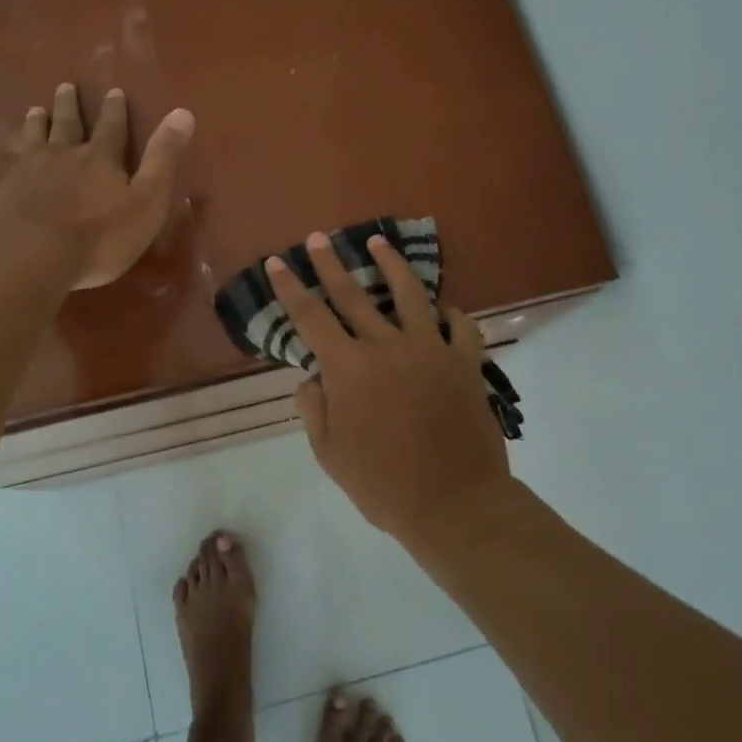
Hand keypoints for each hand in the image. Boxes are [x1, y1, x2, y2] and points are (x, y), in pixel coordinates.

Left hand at [0, 83, 194, 289]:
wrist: (32, 258)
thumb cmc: (98, 237)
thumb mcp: (147, 201)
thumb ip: (164, 158)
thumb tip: (184, 112)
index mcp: (98, 160)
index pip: (111, 129)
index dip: (114, 111)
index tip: (114, 91)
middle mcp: (59, 156)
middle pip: (66, 126)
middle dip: (69, 108)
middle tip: (65, 87)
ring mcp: (22, 173)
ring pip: (28, 141)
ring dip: (32, 125)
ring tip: (33, 110)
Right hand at [267, 231, 513, 550]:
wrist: (454, 504)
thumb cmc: (383, 483)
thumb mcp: (330, 454)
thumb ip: (314, 408)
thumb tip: (313, 377)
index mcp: (349, 367)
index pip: (310, 317)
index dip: (290, 287)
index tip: (276, 261)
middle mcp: (387, 345)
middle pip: (353, 294)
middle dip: (330, 263)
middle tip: (318, 237)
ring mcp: (430, 348)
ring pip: (409, 293)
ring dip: (390, 264)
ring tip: (379, 241)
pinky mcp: (465, 361)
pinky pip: (460, 325)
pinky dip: (451, 312)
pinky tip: (444, 307)